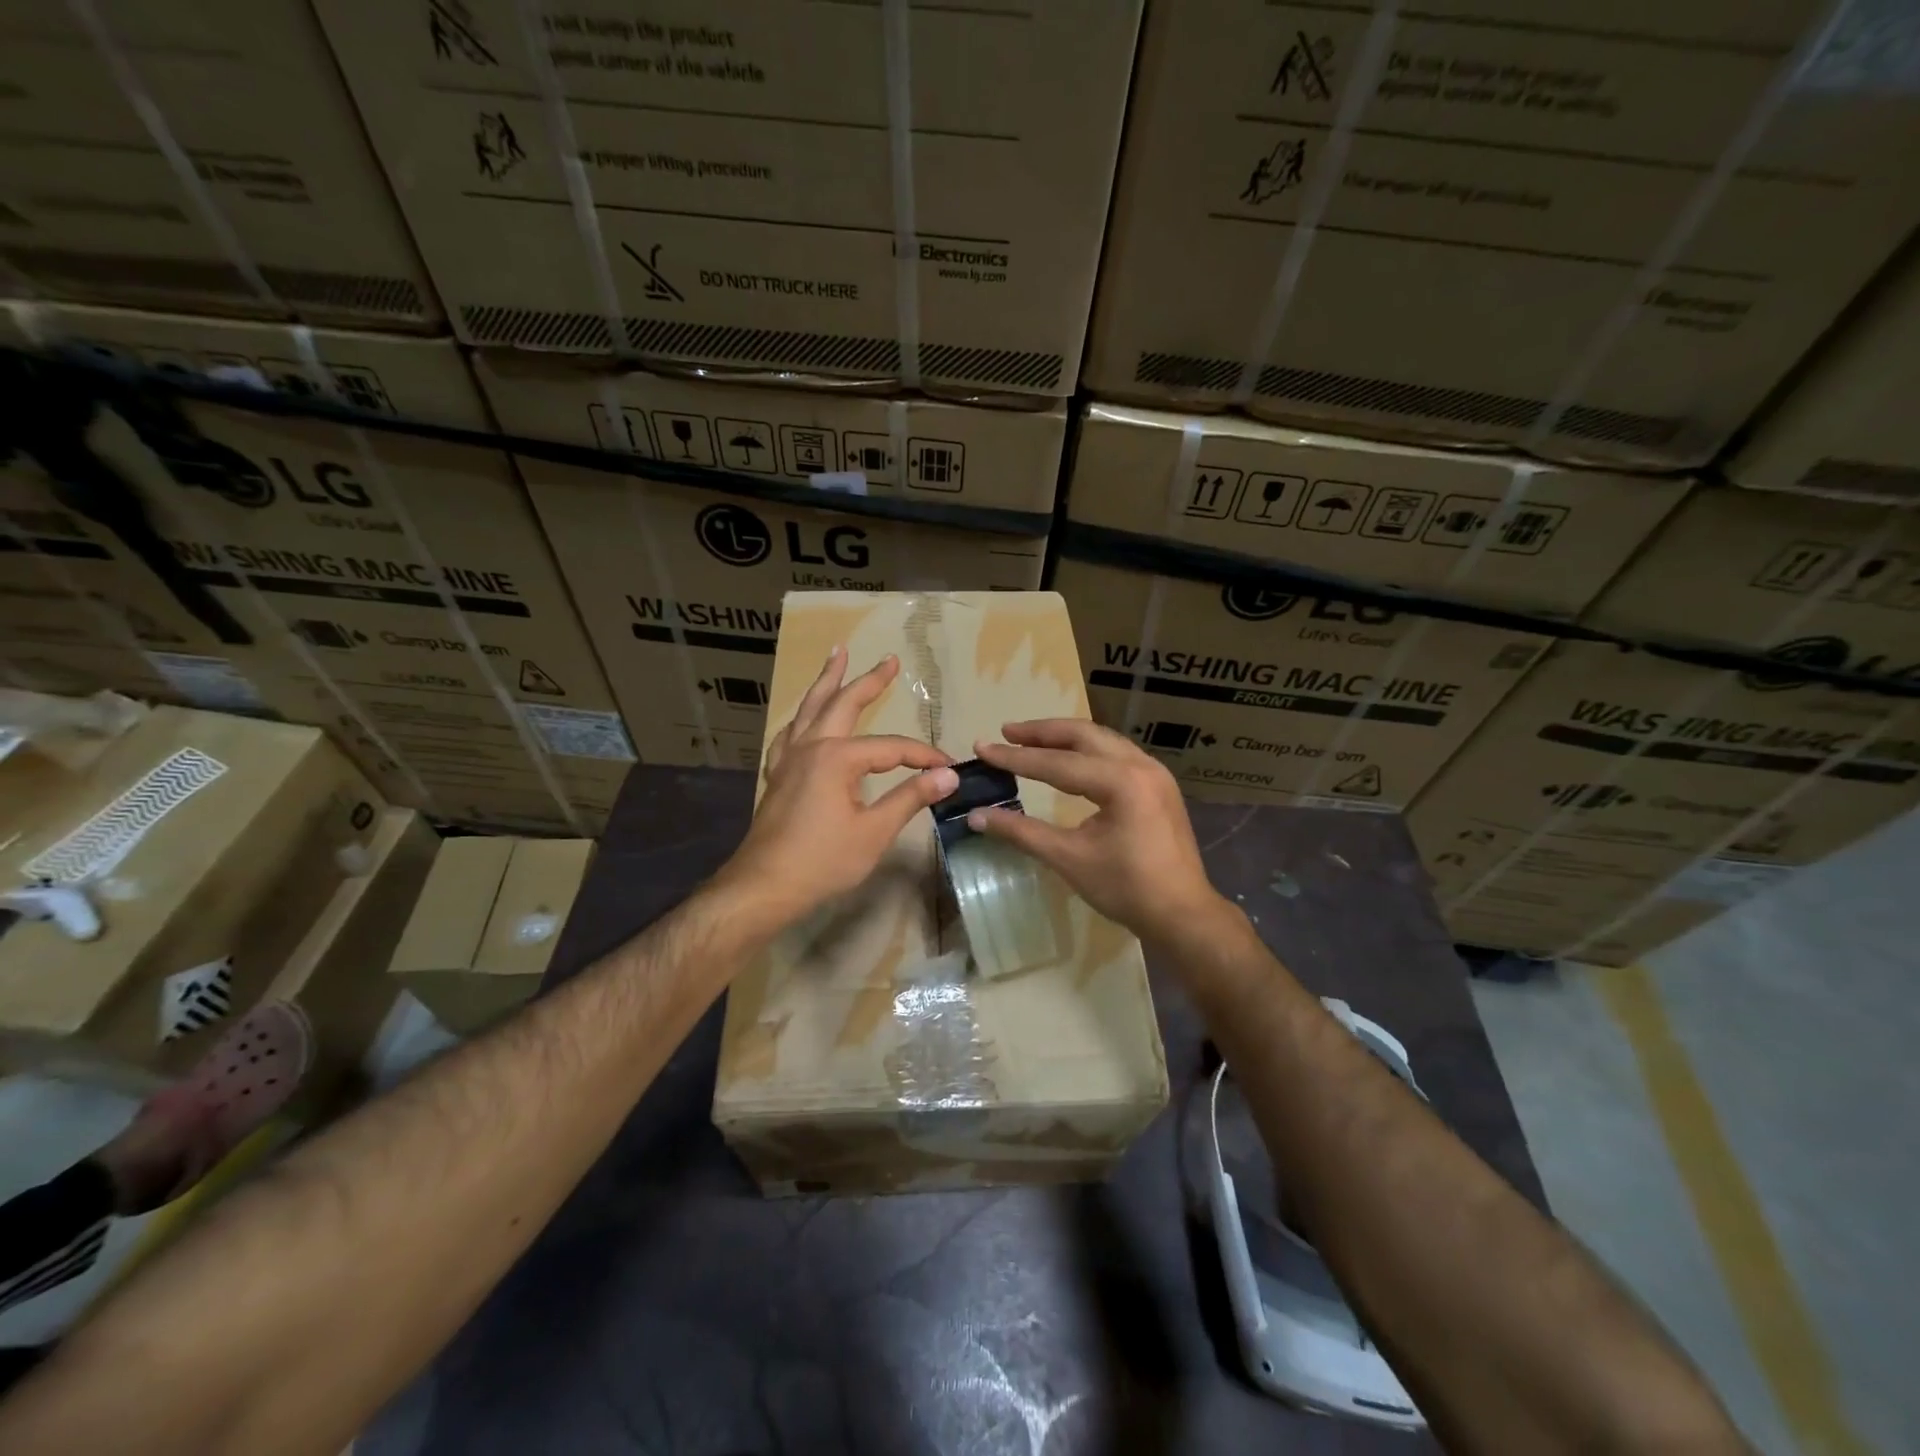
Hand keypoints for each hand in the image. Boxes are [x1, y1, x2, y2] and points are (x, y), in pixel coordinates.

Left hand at [713, 647, 956, 932]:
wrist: (764, 886)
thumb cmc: (823, 861)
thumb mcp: (874, 831)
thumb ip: (910, 797)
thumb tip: (948, 775)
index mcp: (837, 757)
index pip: (892, 748)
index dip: (923, 756)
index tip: (948, 767)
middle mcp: (811, 747)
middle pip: (844, 704)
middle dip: (869, 681)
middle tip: (889, 660)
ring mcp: (789, 758)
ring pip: (811, 709)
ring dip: (827, 681)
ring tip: (837, 655)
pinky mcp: (778, 775)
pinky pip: (790, 734)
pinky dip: (801, 717)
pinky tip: (803, 717)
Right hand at [968, 719, 1221, 942]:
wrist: (1183, 913)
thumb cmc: (1125, 888)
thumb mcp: (1069, 858)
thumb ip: (1021, 832)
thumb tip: (976, 816)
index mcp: (1120, 781)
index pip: (1056, 763)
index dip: (1015, 758)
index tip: (983, 748)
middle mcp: (1139, 765)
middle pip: (1083, 734)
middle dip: (1042, 732)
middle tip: (1007, 732)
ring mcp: (1154, 772)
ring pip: (1102, 740)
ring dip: (1065, 737)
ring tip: (1031, 740)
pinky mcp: (1158, 785)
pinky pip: (1116, 753)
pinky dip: (1087, 750)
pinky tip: (1069, 759)